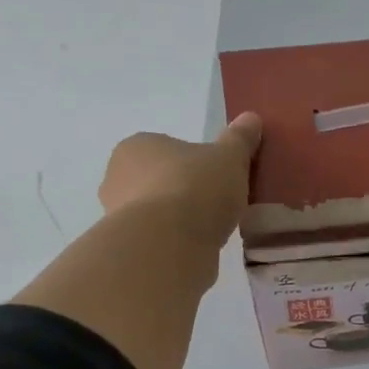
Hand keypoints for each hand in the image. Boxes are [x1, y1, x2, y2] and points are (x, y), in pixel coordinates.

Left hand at [98, 113, 262, 248]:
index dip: (195, 164)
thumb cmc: (196, 188)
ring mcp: (116, 214)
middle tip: (215, 206)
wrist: (169, 243)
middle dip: (183, 192)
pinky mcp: (126, 247)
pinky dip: (174, 244)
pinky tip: (196, 250)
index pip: (168, 149)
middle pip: (158, 180)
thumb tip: (252, 118)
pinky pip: (156, 240)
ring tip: (209, 232)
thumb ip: (240, 139)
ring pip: (155, 213)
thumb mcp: (230, 158)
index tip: (217, 179)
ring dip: (177, 220)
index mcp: (137, 145)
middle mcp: (117, 176)